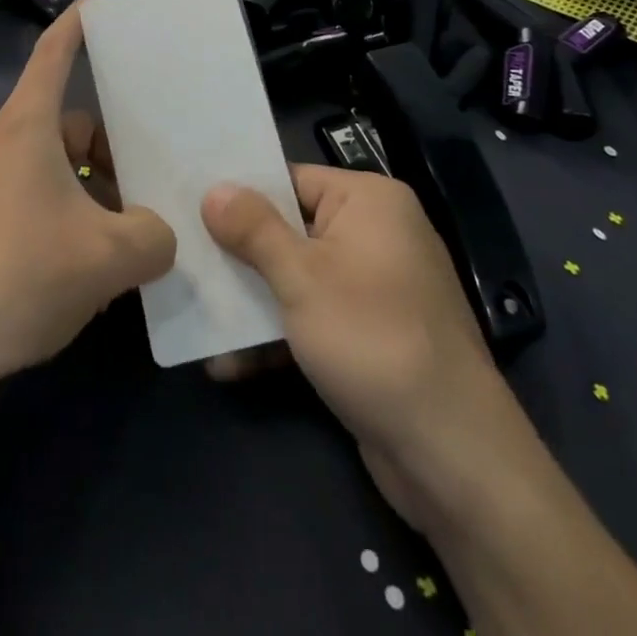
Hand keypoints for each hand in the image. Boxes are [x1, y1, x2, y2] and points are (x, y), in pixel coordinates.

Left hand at [0, 3, 175, 385]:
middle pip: (65, 123)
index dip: (79, 22)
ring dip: (88, 190)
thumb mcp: (106, 258)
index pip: (54, 54)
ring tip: (124, 237)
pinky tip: (82, 267)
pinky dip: (62, 217)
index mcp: (26, 129)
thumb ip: (153, 237)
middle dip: (109, 146)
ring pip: (49, 167)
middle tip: (149, 181)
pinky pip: (29, 200)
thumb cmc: (15, 276)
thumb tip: (159, 234)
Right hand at [202, 166, 523, 531]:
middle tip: (184, 258)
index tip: (190, 205)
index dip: (241, 194)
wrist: (452, 455)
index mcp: (369, 201)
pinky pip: (314, 317)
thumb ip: (253, 229)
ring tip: (196, 314)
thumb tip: (214, 189)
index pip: (291, 179)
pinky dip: (278, 334)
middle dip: (239, 254)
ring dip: (251, 301)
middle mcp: (376, 234)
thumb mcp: (302, 278)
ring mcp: (375, 287)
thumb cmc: (372, 339)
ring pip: (297, 277)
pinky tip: (229, 362)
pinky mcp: (370, 335)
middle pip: (290, 229)